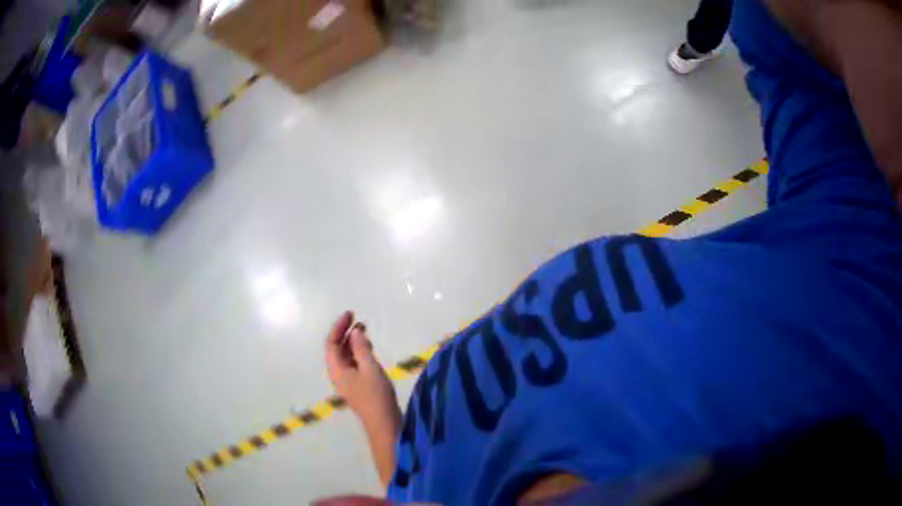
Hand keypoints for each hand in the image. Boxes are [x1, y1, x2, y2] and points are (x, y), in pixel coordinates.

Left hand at [324, 311, 399, 427]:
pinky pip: (352, 364)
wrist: (383, 423)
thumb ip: (361, 348)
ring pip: (345, 356)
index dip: (339, 327)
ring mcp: (347, 381)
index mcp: (336, 369)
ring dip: (352, 342)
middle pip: (336, 349)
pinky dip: (358, 353)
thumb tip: (355, 331)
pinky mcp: (357, 386)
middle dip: (345, 333)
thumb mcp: (370, 368)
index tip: (351, 314)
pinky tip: (368, 349)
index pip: (331, 343)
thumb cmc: (375, 395)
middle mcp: (338, 374)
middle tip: (359, 320)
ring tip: (365, 331)